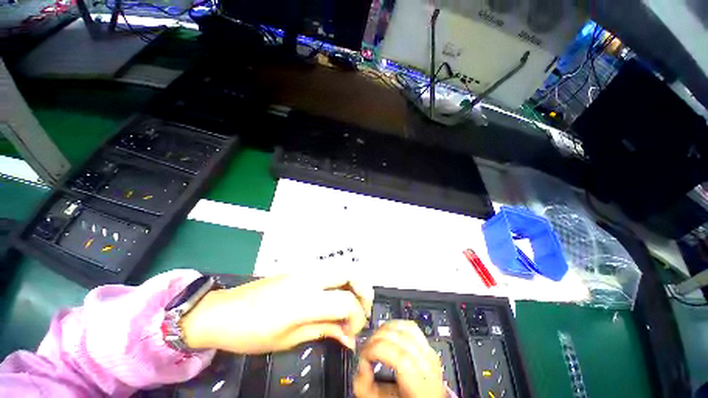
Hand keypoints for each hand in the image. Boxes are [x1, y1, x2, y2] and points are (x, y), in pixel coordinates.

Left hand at [180, 273, 372, 353]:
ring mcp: (305, 270)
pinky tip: (334, 296)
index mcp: (305, 300)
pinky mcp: (300, 269)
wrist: (223, 312)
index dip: (357, 318)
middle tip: (362, 310)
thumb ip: (324, 331)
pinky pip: (328, 270)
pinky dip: (339, 281)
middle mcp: (310, 278)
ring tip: (351, 303)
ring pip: (341, 267)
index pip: (346, 302)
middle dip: (363, 291)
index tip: (352, 333)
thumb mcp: (289, 339)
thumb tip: (349, 338)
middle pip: (350, 273)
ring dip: (352, 283)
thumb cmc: (251, 333)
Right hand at [353, 321, 445, 397]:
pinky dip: (396, 326)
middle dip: (378, 338)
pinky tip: (387, 334)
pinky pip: (411, 327)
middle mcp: (428, 366)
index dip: (377, 350)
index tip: (363, 356)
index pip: (400, 357)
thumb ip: (365, 386)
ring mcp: (430, 353)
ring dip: (386, 329)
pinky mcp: (427, 346)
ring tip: (375, 340)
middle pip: (402, 338)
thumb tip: (362, 364)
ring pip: (407, 328)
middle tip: (366, 348)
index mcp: (420, 386)